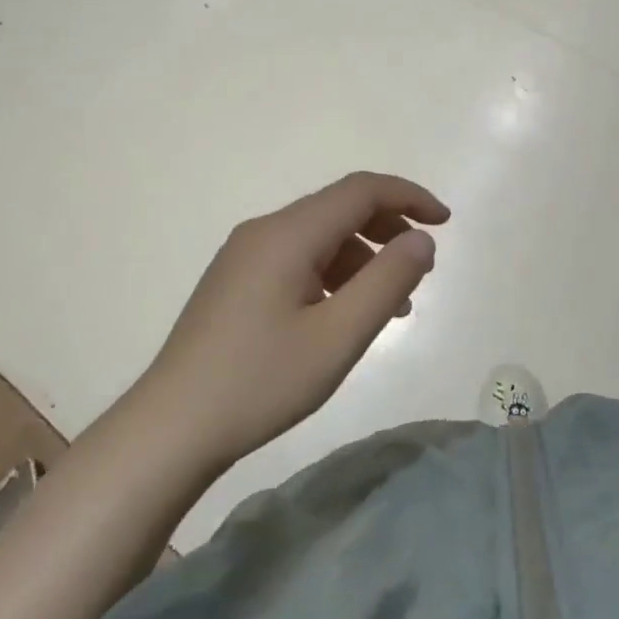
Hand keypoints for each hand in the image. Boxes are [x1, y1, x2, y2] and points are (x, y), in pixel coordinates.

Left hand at [137, 172, 449, 470]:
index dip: (409, 197)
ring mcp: (245, 257)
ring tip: (393, 304)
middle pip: (339, 208)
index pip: (360, 190)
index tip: (446, 223)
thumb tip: (421, 240)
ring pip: (319, 237)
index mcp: (287, 235)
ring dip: (364, 257)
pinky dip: (335, 274)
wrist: (172, 427)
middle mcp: (263, 232)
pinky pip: (298, 260)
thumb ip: (388, 281)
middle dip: (388, 227)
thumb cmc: (262, 381)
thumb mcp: (339, 336)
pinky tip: (346, 314)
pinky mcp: (237, 283)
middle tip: (422, 267)